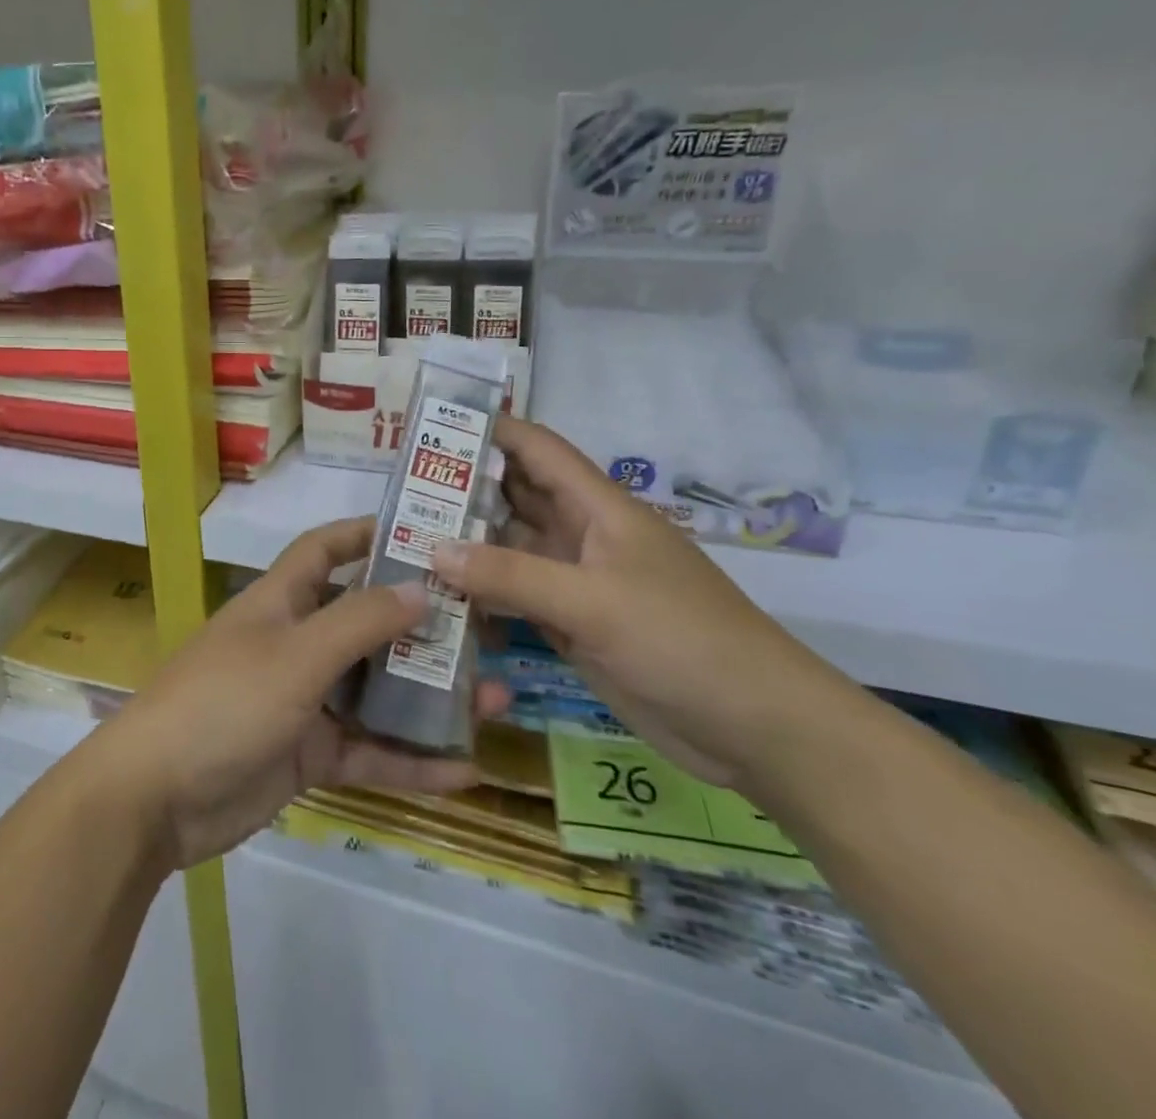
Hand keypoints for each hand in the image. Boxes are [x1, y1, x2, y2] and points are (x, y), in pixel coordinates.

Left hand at [89, 517, 506, 870]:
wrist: (155, 798)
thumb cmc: (224, 703)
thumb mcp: (296, 655)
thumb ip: (359, 622)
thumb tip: (421, 588)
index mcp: (279, 602)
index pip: (324, 550)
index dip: (367, 535)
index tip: (425, 533)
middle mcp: (293, 642)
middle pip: (362, 622)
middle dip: (418, 625)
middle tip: (483, 627)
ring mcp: (301, 700)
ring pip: (373, 690)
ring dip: (426, 696)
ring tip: (493, 698)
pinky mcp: (306, 753)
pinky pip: (367, 750)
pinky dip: (409, 760)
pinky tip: (465, 770)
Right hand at [430, 417, 849, 788]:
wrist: (755, 729)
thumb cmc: (682, 640)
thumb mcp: (593, 601)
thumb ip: (511, 574)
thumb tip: (433, 548)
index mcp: (598, 509)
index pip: (537, 450)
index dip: (491, 430)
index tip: (432, 425)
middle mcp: (581, 536)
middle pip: (514, 498)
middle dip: (463, 488)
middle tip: (400, 489)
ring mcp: (575, 584)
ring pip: (509, 550)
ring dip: (465, 545)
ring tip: (403, 539)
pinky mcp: (571, 626)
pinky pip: (514, 597)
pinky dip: (480, 595)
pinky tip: (438, 598)